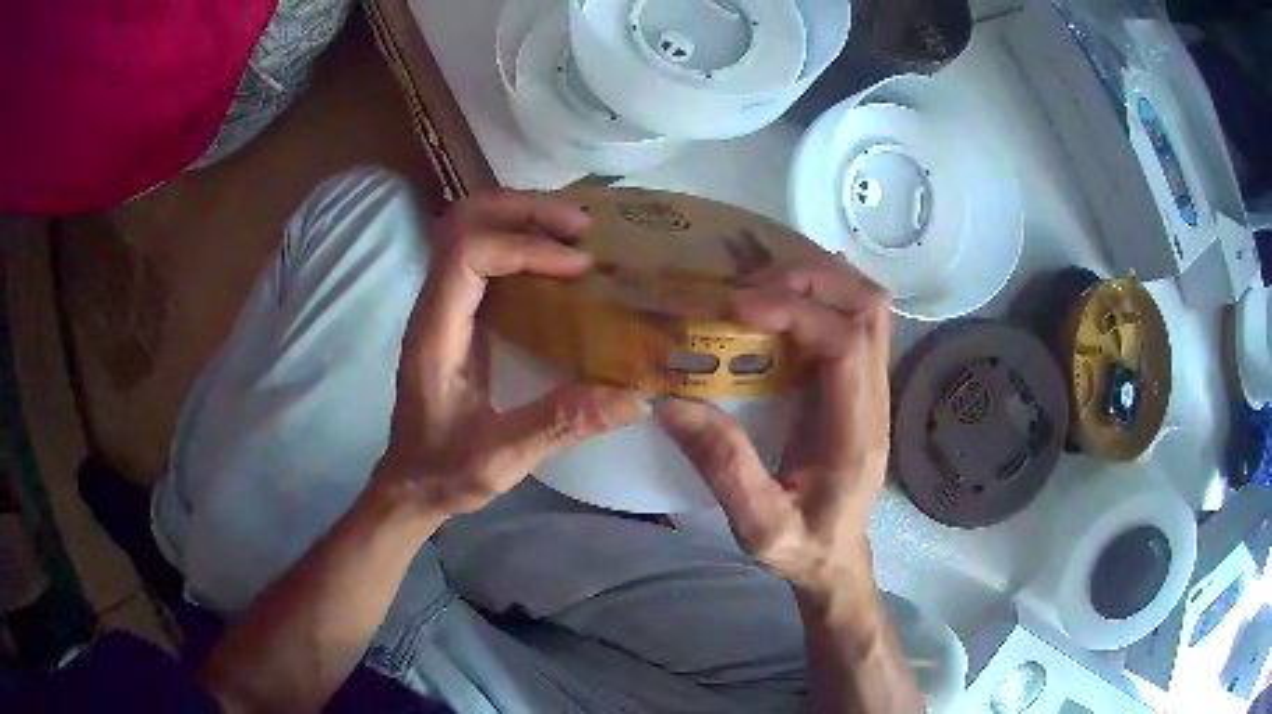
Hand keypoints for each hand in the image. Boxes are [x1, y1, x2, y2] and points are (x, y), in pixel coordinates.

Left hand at [376, 191, 647, 516]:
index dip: (526, 247)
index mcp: (436, 333)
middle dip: (524, 209)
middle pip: (463, 221)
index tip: (580, 266)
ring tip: (575, 230)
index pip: (468, 254)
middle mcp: (433, 306)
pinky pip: (483, 252)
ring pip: (469, 227)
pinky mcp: (457, 312)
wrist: (412, 481)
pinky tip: (557, 255)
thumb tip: (633, 398)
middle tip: (582, 225)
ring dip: (521, 216)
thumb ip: (560, 425)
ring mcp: (443, 304)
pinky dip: (520, 238)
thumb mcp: (502, 458)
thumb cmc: (446, 470)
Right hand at [659, 256, 891, 603]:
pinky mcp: (858, 383)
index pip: (846, 342)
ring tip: (759, 287)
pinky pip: (850, 317)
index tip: (734, 307)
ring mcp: (871, 387)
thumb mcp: (758, 525)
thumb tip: (671, 402)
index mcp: (855, 432)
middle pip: (868, 307)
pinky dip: (817, 295)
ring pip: (866, 304)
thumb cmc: (804, 547)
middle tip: (746, 289)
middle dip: (808, 280)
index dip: (794, 310)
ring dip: (816, 281)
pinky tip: (776, 302)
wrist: (839, 559)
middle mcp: (874, 398)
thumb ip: (724, 468)